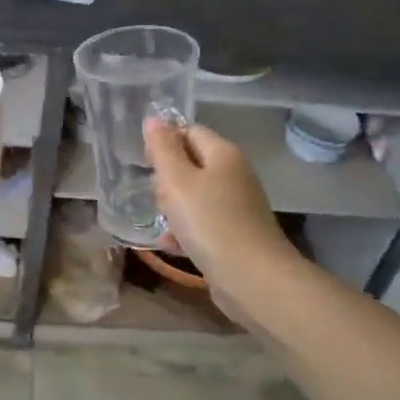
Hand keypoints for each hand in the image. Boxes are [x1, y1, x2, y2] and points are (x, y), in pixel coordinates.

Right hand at [145, 118, 289, 283]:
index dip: (164, 143)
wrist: (253, 279)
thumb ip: (163, 149)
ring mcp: (237, 207)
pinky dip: (186, 231)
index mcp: (223, 154)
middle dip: (167, 180)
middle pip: (191, 164)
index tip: (145, 164)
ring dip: (173, 209)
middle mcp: (234, 175)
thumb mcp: (178, 181)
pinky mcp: (235, 235)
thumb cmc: (211, 223)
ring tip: (162, 223)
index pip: (189, 131)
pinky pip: (203, 224)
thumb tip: (154, 119)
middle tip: (156, 197)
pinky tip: (171, 245)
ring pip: (194, 197)